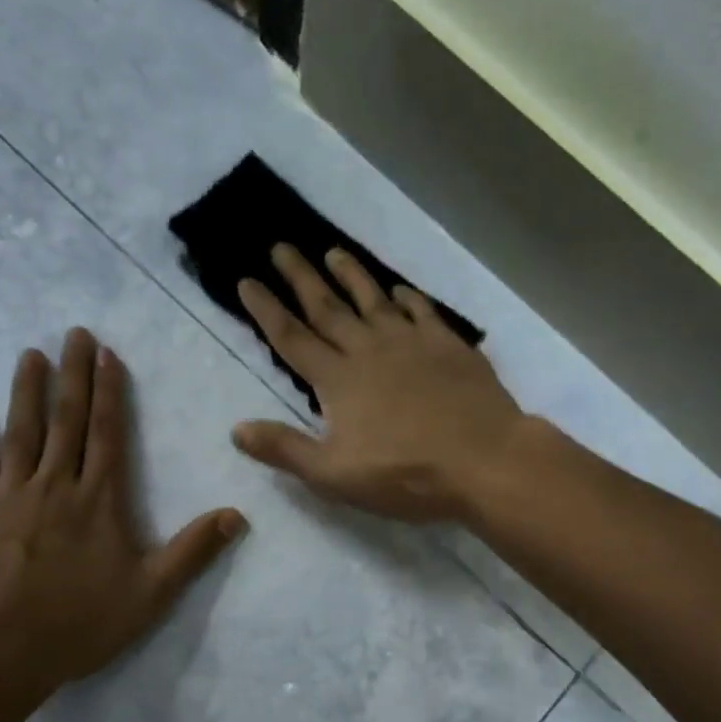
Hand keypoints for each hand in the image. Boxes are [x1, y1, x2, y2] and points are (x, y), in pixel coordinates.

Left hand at [0, 328, 245, 686]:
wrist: (1, 652)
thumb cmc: (82, 622)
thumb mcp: (152, 593)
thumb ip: (193, 550)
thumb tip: (238, 514)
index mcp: (100, 500)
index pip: (108, 434)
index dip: (109, 392)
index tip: (106, 354)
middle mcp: (56, 486)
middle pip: (66, 421)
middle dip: (72, 375)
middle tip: (72, 334)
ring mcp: (9, 497)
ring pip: (21, 434)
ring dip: (26, 392)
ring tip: (29, 355)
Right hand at [230, 244, 523, 522]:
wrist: (484, 459)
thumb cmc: (405, 474)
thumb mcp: (334, 475)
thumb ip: (285, 450)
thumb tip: (236, 429)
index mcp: (338, 380)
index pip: (291, 338)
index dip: (266, 310)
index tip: (246, 280)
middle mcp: (369, 350)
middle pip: (327, 308)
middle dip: (301, 277)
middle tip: (281, 246)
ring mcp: (411, 343)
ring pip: (373, 300)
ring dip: (351, 275)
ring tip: (333, 252)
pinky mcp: (448, 346)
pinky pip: (421, 312)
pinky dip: (407, 298)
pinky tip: (400, 290)